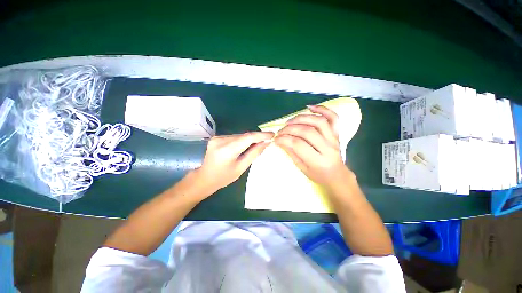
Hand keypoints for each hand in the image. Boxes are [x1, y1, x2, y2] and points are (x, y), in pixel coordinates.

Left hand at [194, 132, 273, 194]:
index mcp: (227, 150)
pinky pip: (234, 137)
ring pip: (239, 135)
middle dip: (256, 137)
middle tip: (267, 141)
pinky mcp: (216, 137)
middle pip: (244, 136)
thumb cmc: (224, 177)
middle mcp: (221, 140)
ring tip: (257, 144)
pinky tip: (244, 146)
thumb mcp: (241, 168)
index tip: (272, 134)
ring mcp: (217, 138)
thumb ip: (254, 153)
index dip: (261, 135)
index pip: (248, 138)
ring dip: (249, 139)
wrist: (204, 178)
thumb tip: (266, 143)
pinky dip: (242, 140)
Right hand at [275, 105, 349, 186]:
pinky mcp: (337, 134)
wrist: (337, 175)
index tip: (276, 139)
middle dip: (290, 129)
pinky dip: (322, 109)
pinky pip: (333, 118)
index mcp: (318, 161)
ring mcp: (334, 139)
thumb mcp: (302, 168)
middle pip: (307, 132)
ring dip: (302, 118)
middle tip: (280, 131)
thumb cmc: (318, 175)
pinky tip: (310, 107)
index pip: (298, 145)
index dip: (285, 139)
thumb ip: (291, 153)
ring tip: (290, 121)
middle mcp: (328, 148)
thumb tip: (280, 141)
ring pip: (319, 122)